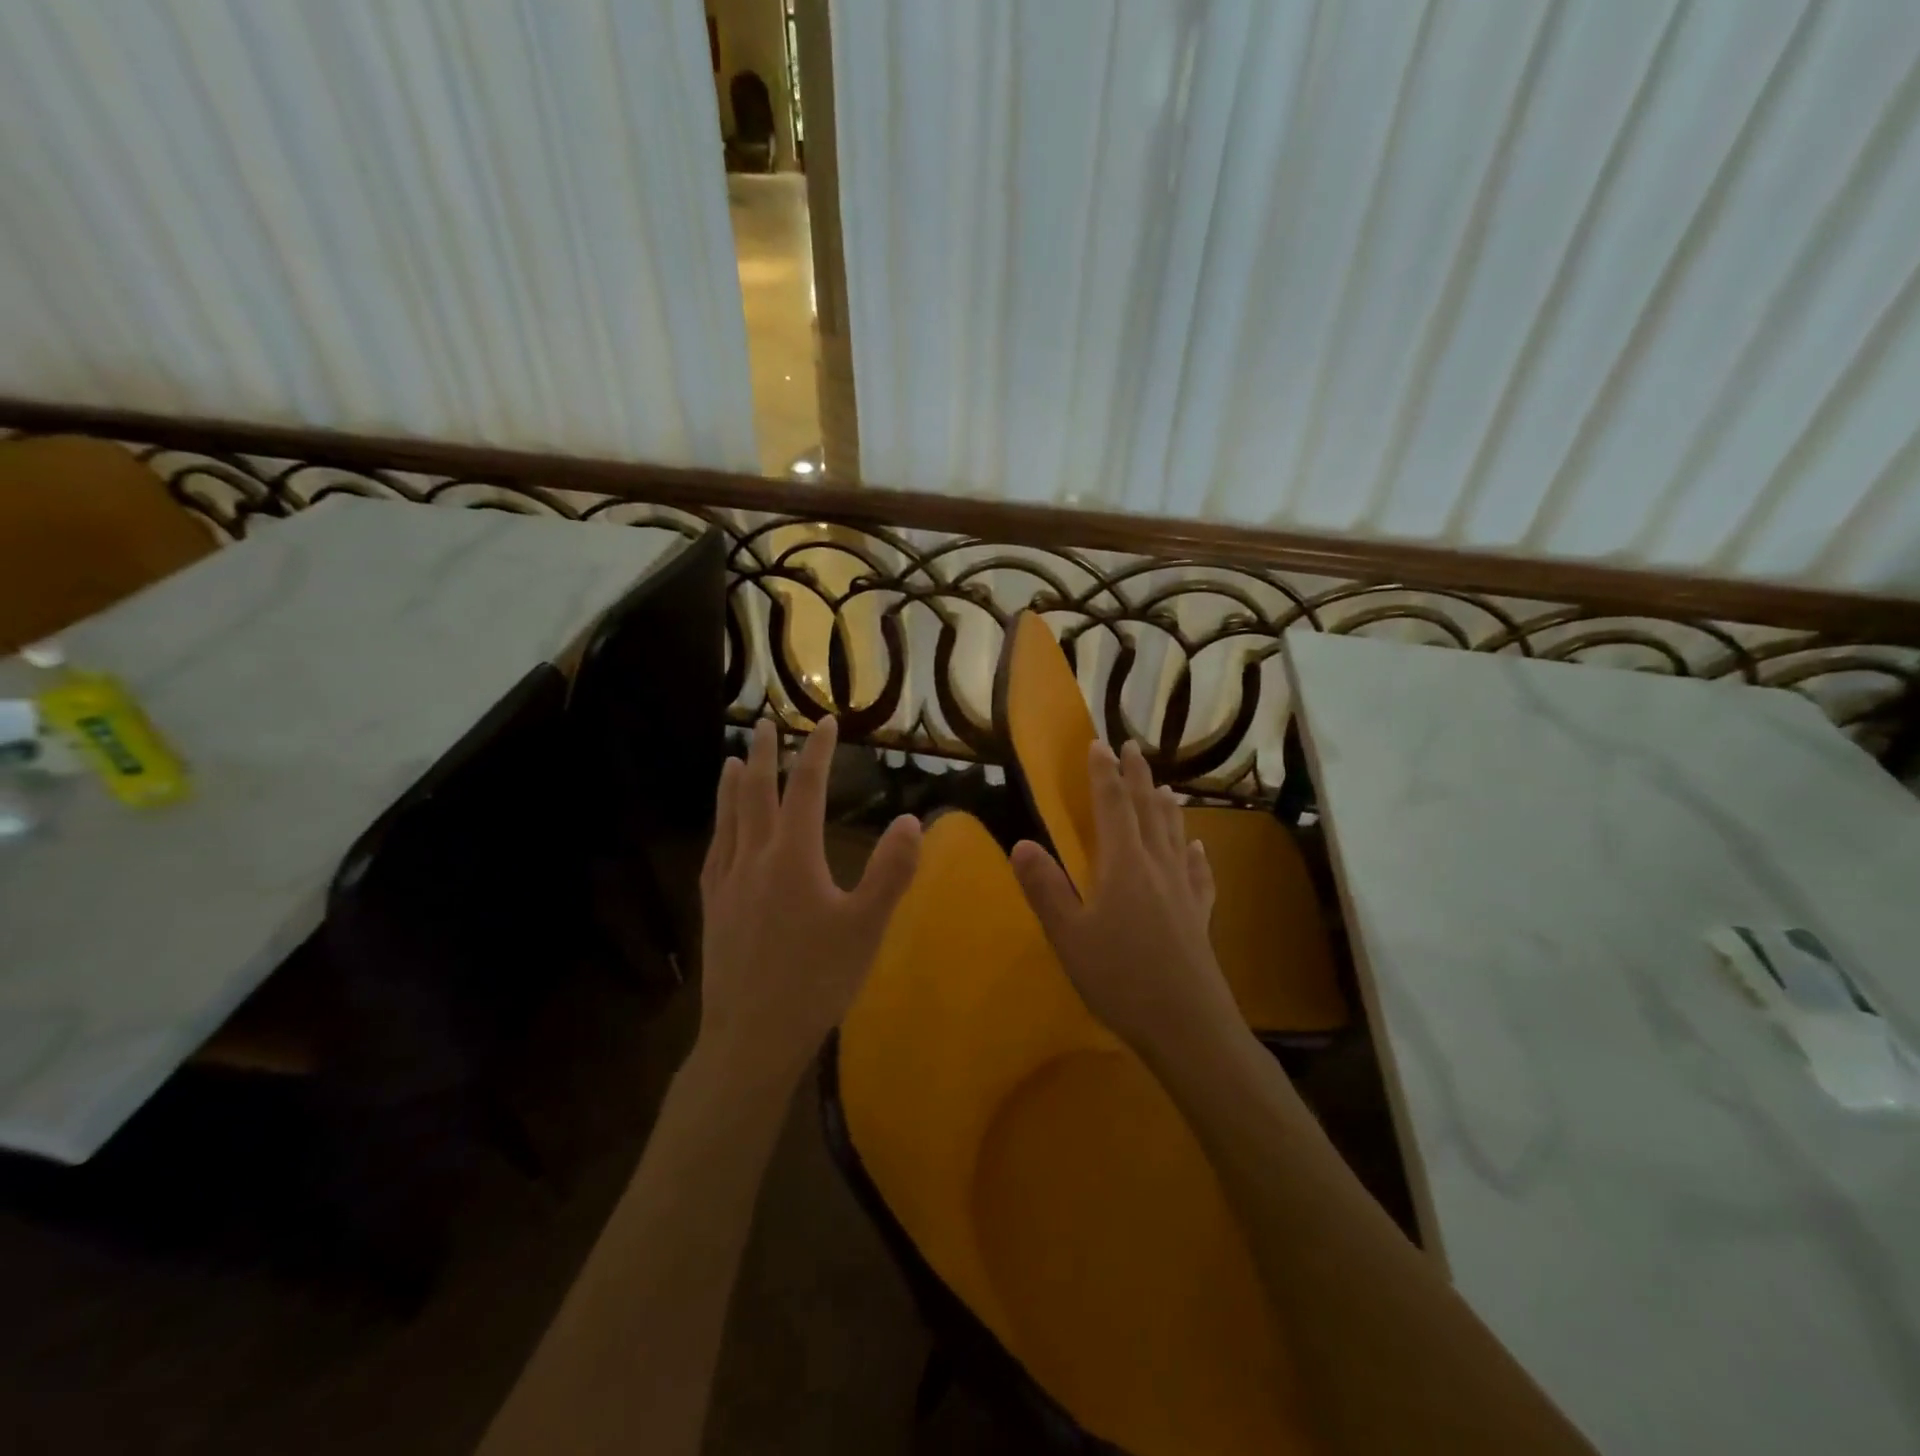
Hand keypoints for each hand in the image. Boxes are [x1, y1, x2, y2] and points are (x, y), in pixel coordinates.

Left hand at [697, 717, 921, 1084]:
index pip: (805, 790)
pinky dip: (719, 827)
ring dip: (732, 785)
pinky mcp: (713, 908)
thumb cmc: (816, 980)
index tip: (823, 722)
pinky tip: (720, 831)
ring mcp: (727, 883)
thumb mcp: (866, 927)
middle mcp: (754, 859)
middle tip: (763, 724)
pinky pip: (714, 852)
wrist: (752, 1035)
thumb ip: (891, 872)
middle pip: (756, 795)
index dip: (815, 752)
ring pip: (728, 820)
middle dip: (764, 756)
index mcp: (793, 858)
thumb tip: (910, 821)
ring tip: (733, 761)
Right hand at [1011, 739, 1238, 1059]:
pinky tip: (1199, 848)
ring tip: (1166, 787)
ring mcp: (1184, 890)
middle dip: (1138, 776)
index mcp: (1124, 864)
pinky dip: (1197, 854)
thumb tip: (1021, 843)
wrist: (1188, 1026)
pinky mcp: (1200, 915)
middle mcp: (1157, 866)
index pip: (1113, 805)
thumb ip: (1045, 888)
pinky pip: (1199, 873)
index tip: (1100, 744)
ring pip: (1175, 835)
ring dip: (1167, 807)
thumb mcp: (1069, 936)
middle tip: (1133, 747)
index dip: (1104, 773)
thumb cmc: (1121, 979)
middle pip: (1148, 811)